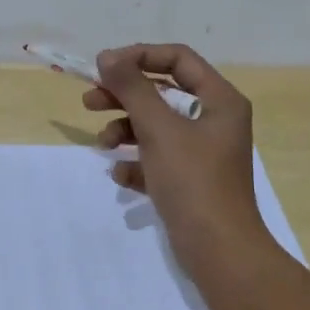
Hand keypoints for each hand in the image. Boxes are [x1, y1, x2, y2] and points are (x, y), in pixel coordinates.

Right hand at [84, 44, 268, 261]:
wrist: (220, 252)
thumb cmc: (193, 181)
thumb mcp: (159, 129)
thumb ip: (132, 88)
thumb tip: (108, 56)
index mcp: (220, 100)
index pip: (177, 59)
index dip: (139, 56)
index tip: (105, 67)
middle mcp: (214, 120)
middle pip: (163, 92)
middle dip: (125, 96)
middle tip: (89, 101)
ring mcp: (203, 152)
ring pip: (156, 127)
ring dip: (126, 130)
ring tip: (104, 145)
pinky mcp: (191, 180)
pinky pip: (158, 159)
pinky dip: (137, 162)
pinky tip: (122, 176)